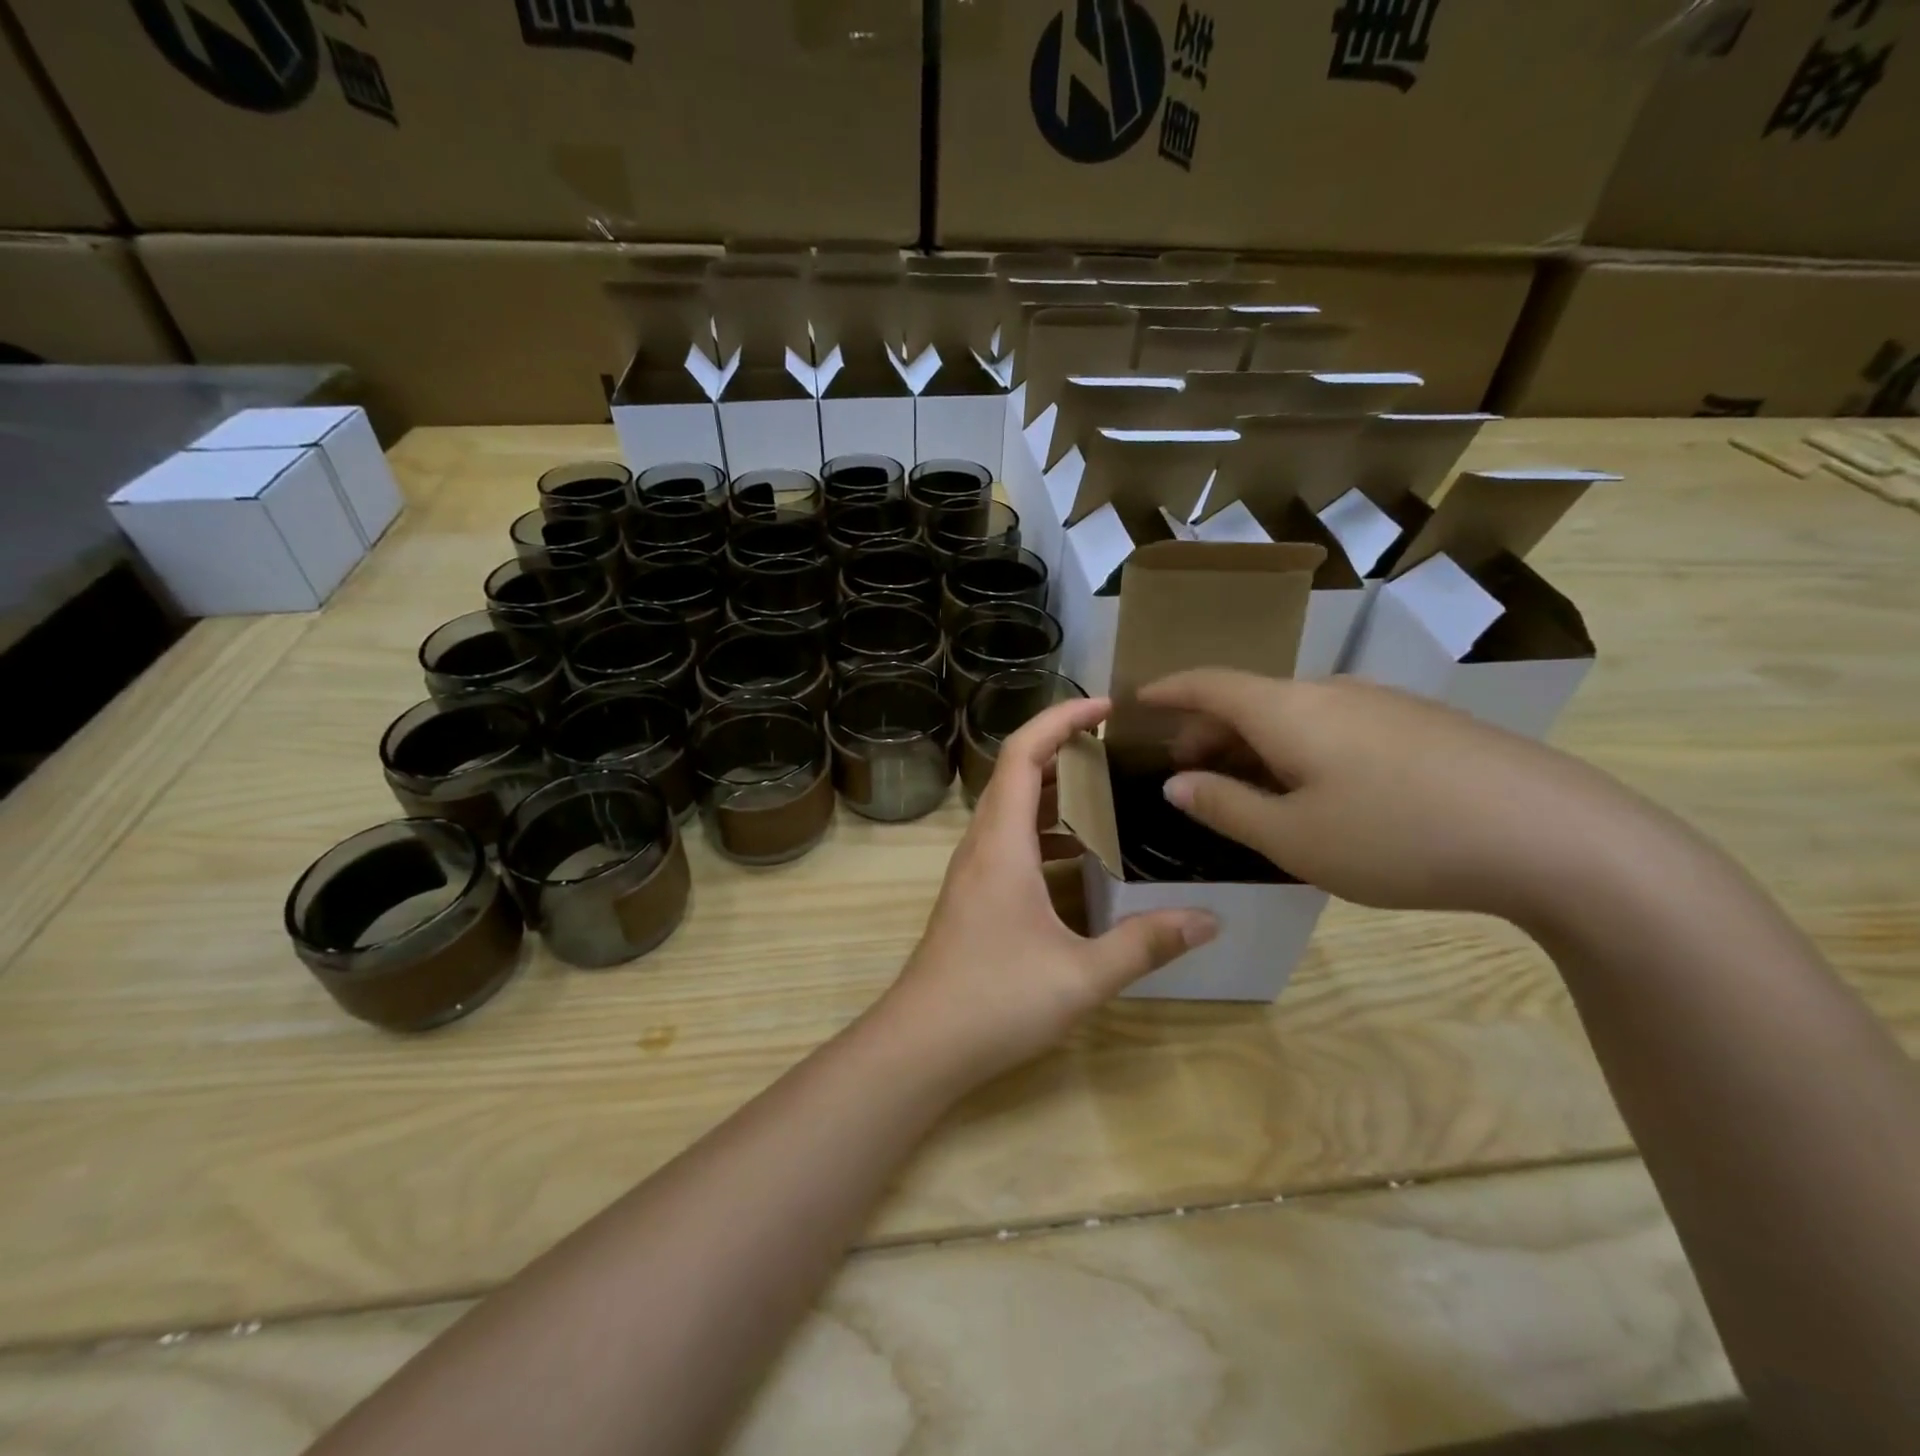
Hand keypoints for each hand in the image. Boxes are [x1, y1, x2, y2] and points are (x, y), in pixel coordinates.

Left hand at [876, 697, 1216, 1085]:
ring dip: (1054, 793)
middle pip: (1016, 773)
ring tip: (1109, 795)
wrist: (921, 1045)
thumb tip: (1208, 918)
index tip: (1104, 706)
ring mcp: (973, 872)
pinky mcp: (974, 897)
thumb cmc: (995, 1000)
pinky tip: (1082, 860)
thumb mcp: (1081, 975)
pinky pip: (1011, 842)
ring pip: (1012, 810)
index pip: (1022, 754)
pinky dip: (1045, 833)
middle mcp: (983, 845)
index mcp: (1002, 843)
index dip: (1060, 719)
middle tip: (1118, 749)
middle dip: (1064, 749)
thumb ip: (1145, 943)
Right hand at [1140, 671, 1636, 926]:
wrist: (1557, 837)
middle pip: (1250, 699)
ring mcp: (1382, 704)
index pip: (1209, 683)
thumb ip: (1225, 807)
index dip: (1168, 690)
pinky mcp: (1421, 725)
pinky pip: (1335, 726)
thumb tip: (1177, 784)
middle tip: (1187, 773)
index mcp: (1287, 710)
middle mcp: (1330, 692)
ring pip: (1294, 714)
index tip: (1137, 699)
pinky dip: (1299, 750)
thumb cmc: (1399, 838)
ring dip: (1255, 744)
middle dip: (1208, 731)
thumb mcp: (1295, 838)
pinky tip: (1316, 793)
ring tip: (1247, 789)